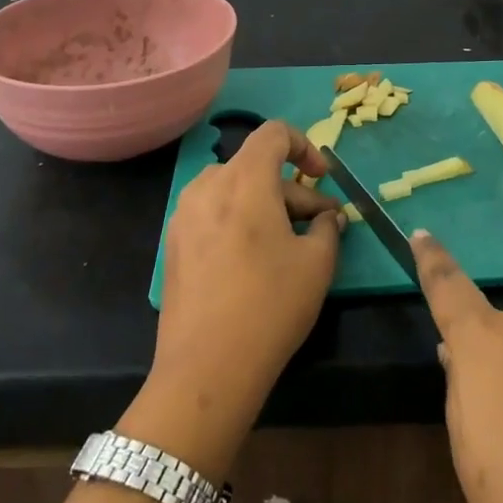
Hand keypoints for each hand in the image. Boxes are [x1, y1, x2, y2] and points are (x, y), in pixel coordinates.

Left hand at [128, 123, 345, 478]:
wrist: (205, 370)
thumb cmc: (269, 305)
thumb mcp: (317, 263)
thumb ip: (328, 227)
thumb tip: (328, 218)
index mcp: (244, 179)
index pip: (274, 132)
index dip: (304, 146)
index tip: (322, 178)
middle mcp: (208, 185)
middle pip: (257, 167)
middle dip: (293, 190)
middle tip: (321, 225)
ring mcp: (184, 215)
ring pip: (235, 191)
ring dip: (267, 205)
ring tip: (291, 243)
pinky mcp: (174, 245)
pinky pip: (214, 214)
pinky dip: (240, 221)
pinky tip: (257, 261)